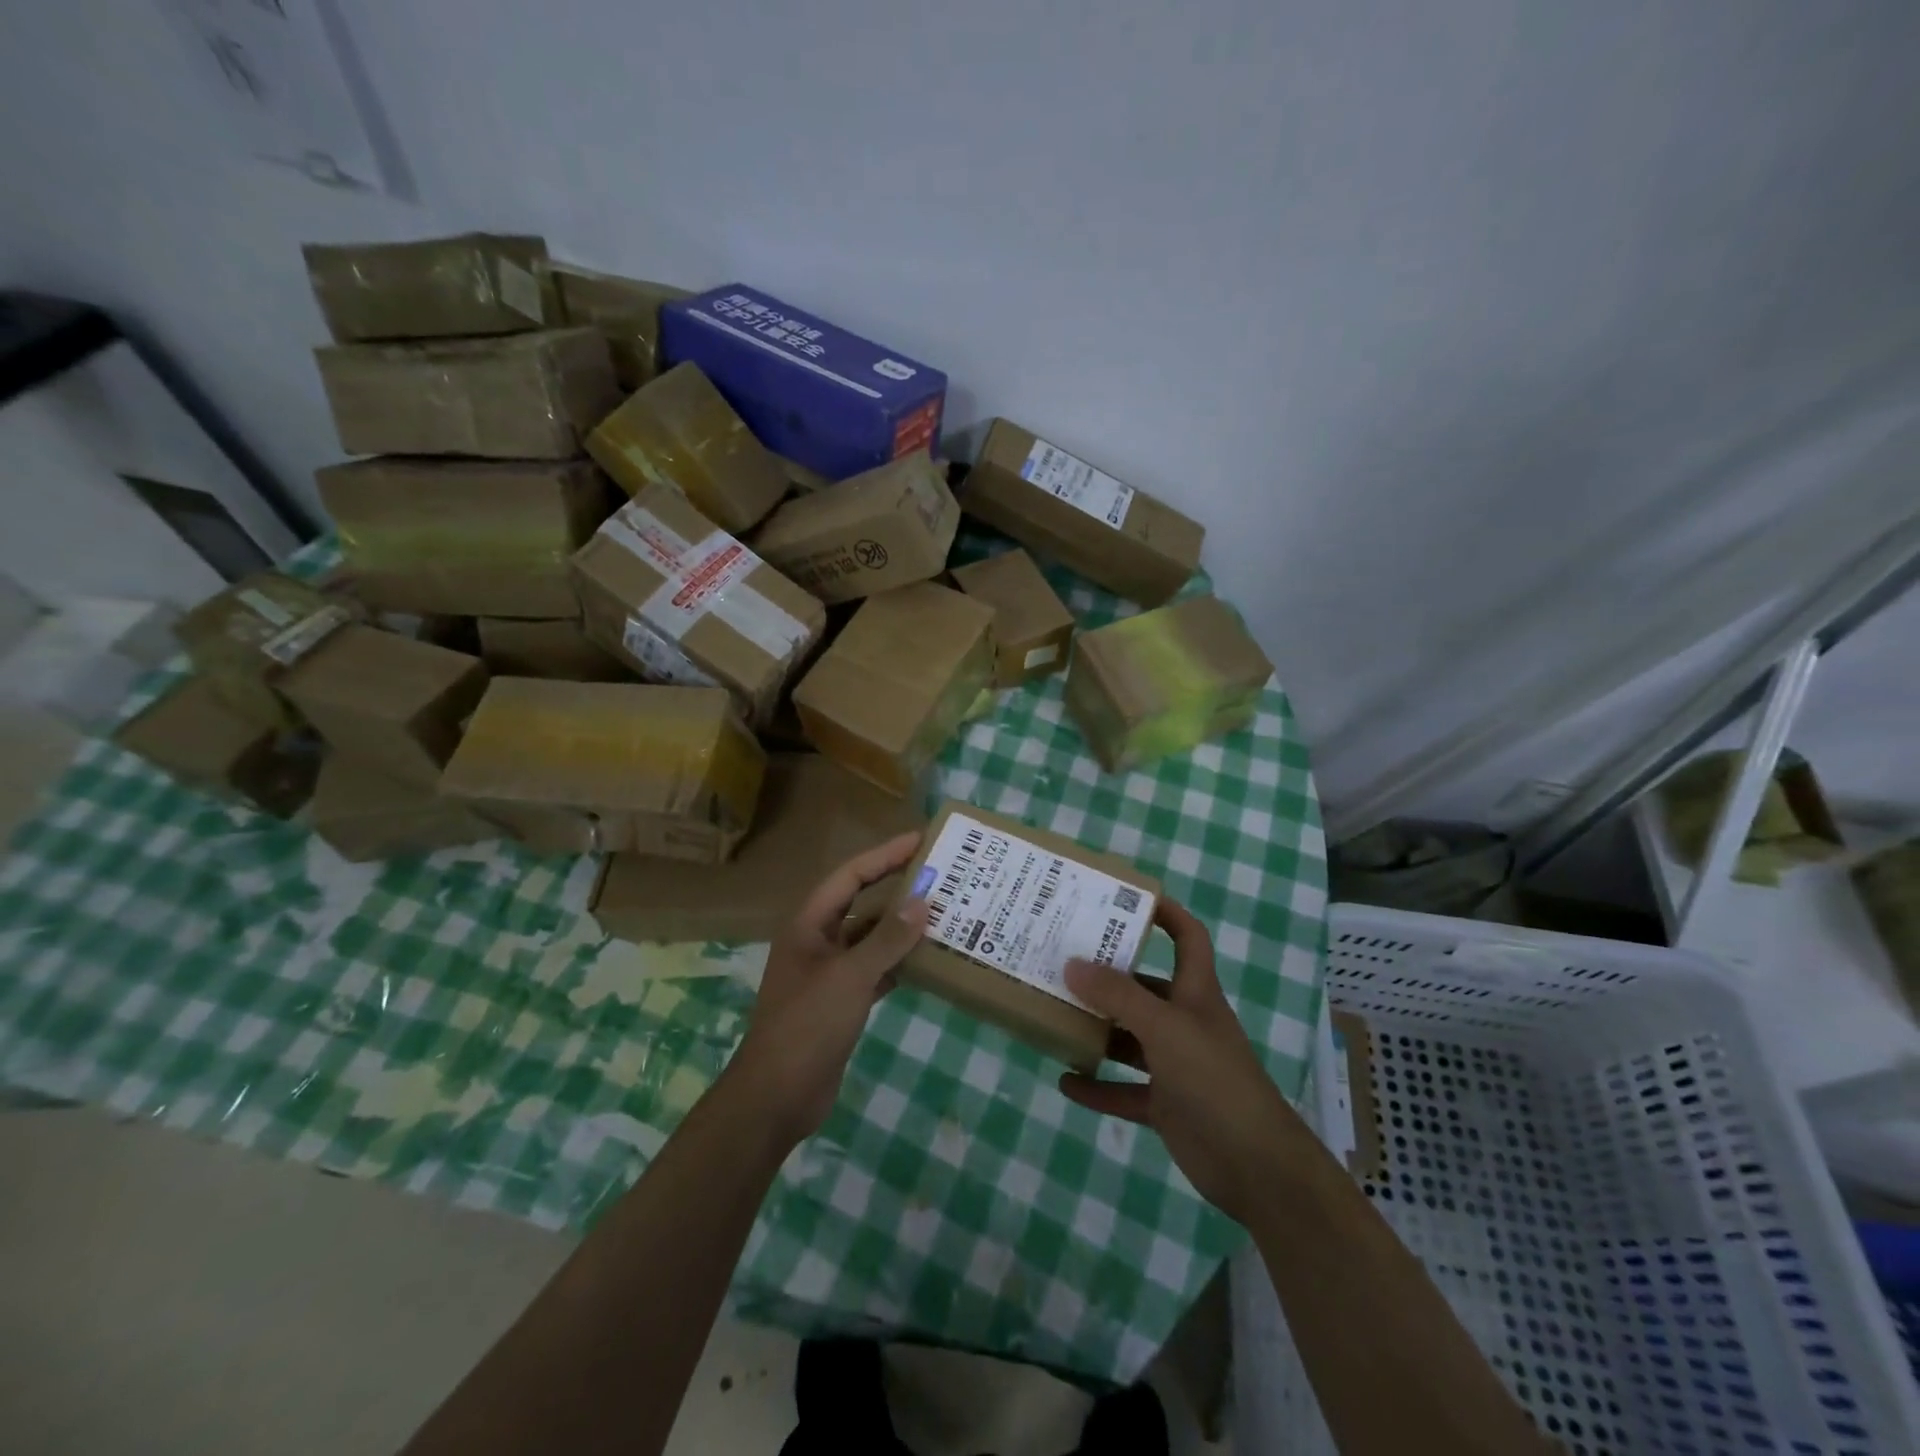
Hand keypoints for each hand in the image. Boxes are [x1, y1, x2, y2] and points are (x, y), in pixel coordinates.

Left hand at [728, 831, 927, 1144]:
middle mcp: (818, 941)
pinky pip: (876, 970)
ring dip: (902, 929)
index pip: (851, 876)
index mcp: (810, 924)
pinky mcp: (842, 1001)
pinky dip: (900, 963)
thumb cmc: (807, 1025)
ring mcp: (830, 973)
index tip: (920, 841)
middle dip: (898, 889)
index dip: (884, 856)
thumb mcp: (850, 977)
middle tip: (941, 876)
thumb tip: (922, 901)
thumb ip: (887, 939)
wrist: (777, 1097)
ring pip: (871, 939)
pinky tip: (930, 961)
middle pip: (862, 903)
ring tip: (945, 915)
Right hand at [1059, 898, 1296, 1225]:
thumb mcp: (1164, 1028)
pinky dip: (1097, 1087)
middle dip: (1109, 976)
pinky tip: (1065, 1082)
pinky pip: (1123, 1090)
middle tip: (1063, 961)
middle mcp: (1185, 1022)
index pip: (1188, 937)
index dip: (1166, 913)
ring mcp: (1175, 1066)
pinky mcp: (1166, 1105)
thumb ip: (1118, 996)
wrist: (1255, 1166)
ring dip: (1098, 1030)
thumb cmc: (1214, 1079)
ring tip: (1055, 1014)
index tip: (1126, 898)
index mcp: (1195, 993)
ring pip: (1130, 1039)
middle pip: (1144, 988)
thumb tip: (1072, 964)